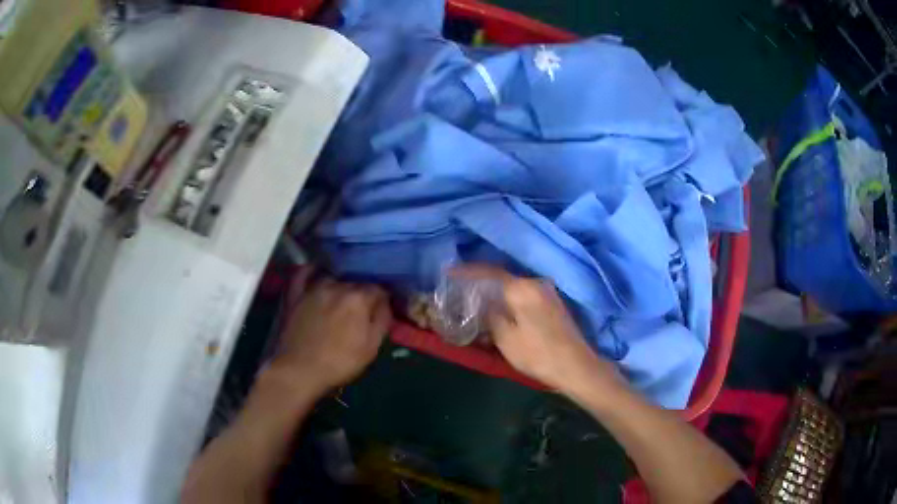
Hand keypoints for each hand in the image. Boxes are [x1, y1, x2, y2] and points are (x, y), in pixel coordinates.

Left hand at [271, 274, 391, 391]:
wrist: (300, 370)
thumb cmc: (340, 362)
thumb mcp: (371, 348)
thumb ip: (382, 321)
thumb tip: (385, 303)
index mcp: (358, 299)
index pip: (378, 289)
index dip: (382, 299)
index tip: (381, 308)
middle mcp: (337, 286)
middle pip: (355, 282)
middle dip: (361, 292)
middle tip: (362, 308)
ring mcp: (313, 289)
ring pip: (332, 277)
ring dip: (339, 284)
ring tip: (341, 296)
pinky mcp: (295, 295)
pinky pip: (303, 274)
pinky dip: (310, 270)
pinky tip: (315, 270)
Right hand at [453, 265, 622, 394]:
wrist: (575, 366)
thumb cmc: (538, 354)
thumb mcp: (506, 338)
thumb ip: (491, 315)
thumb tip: (482, 302)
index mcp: (523, 288)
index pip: (490, 272)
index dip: (468, 271)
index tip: (450, 272)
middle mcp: (536, 283)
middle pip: (503, 276)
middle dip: (482, 281)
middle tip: (462, 287)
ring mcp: (548, 292)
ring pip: (515, 286)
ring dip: (497, 290)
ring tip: (478, 298)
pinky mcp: (553, 303)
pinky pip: (525, 293)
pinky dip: (510, 297)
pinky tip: (501, 307)